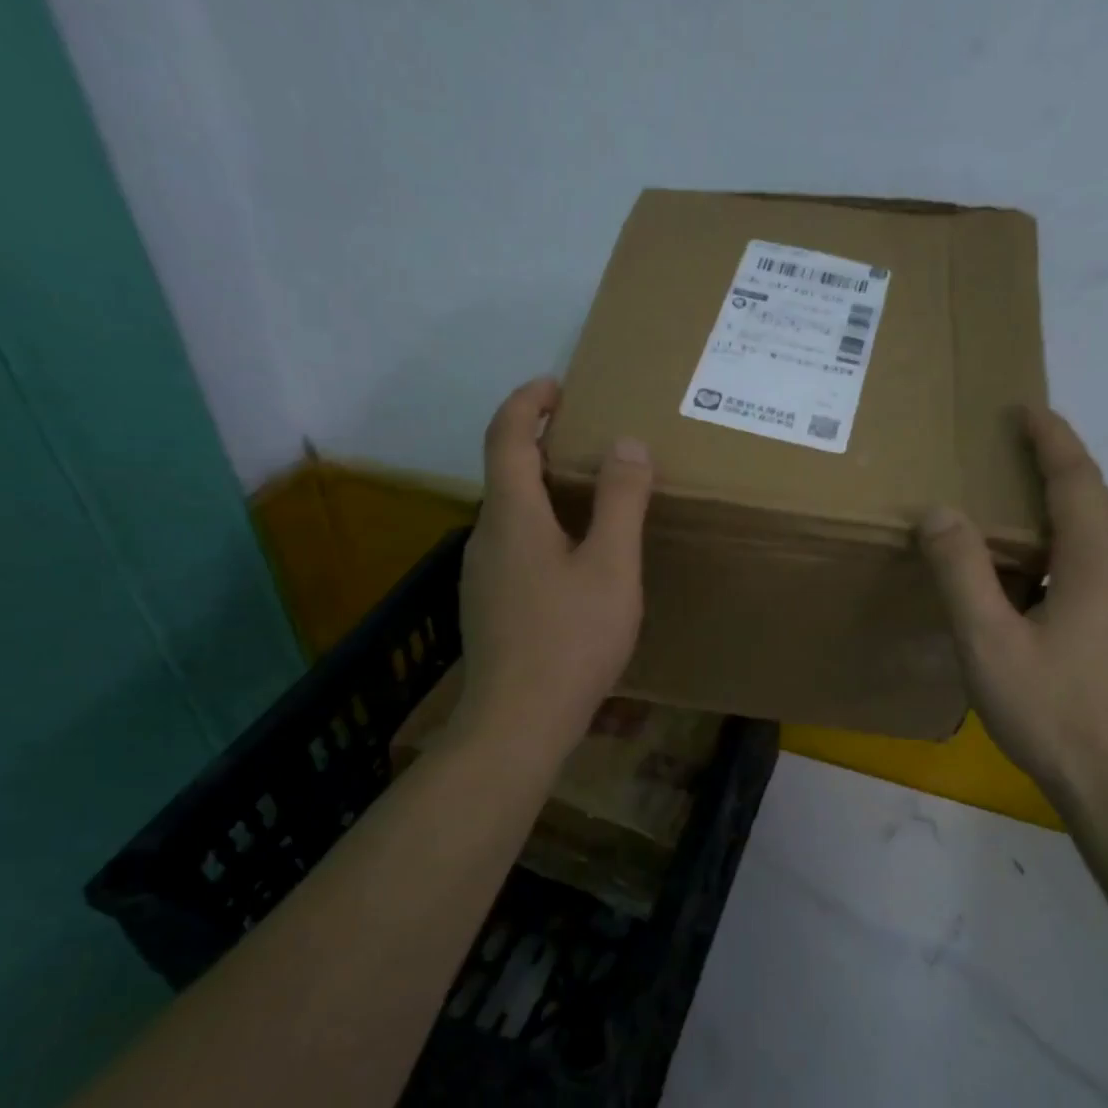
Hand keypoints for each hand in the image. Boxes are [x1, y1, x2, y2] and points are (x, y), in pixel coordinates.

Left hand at [451, 378, 652, 761]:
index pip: (506, 434)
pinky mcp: (488, 606)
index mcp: (511, 514)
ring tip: (590, 496)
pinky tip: (574, 560)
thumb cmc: (570, 639)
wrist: (517, 723)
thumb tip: (626, 444)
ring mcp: (481, 575)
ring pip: (510, 514)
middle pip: (505, 472)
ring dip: (542, 490)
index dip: (528, 400)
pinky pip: (513, 547)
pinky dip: (541, 528)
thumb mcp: (611, 567)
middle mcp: (486, 536)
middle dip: (541, 444)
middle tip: (588, 438)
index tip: (557, 385)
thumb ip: (621, 502)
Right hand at [918, 406, 1107, 824]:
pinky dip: (1076, 550)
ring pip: (1107, 538)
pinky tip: (1045, 583)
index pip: (1076, 478)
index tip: (1026, 409)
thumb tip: (939, 511)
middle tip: (1016, 452)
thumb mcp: (990, 641)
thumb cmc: (1055, 711)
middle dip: (1060, 468)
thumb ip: (961, 572)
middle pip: (1098, 501)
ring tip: (1023, 514)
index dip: (1051, 439)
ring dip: (1068, 511)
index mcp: (1100, 561)